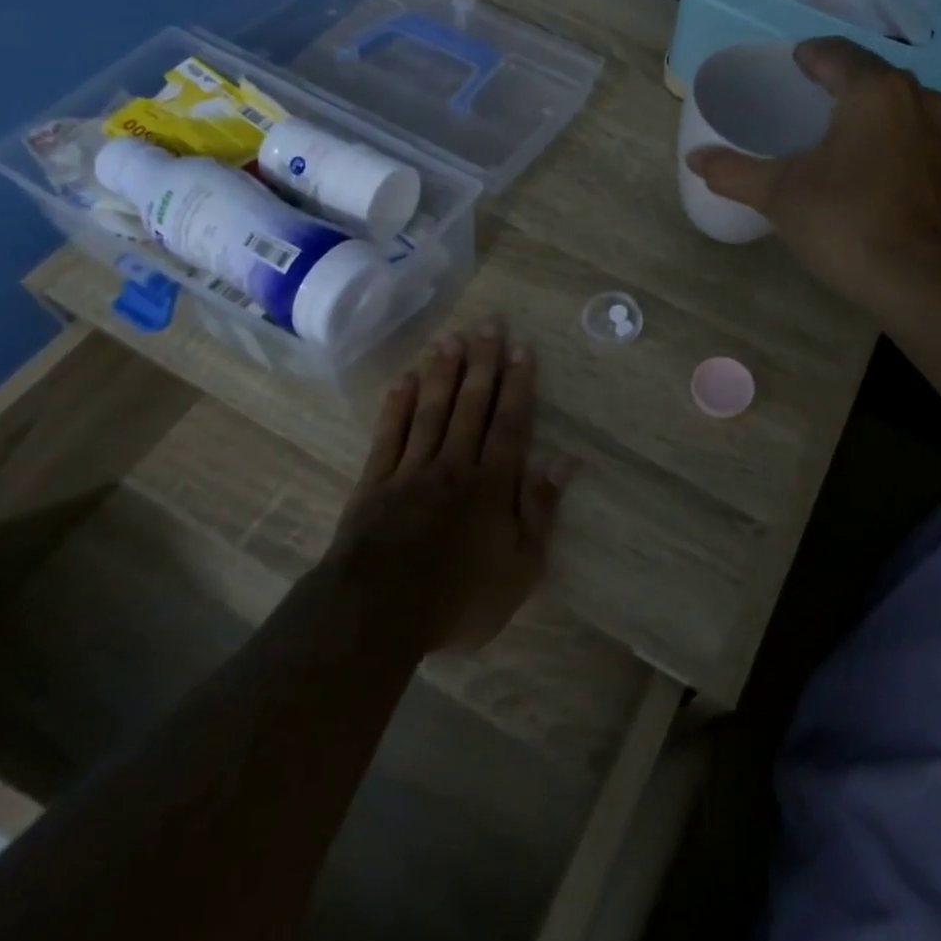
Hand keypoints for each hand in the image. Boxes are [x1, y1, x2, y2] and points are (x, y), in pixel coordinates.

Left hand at [325, 323, 567, 651]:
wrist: (376, 615)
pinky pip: (389, 434)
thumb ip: (541, 511)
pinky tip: (404, 379)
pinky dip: (397, 405)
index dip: (517, 385)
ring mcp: (411, 470)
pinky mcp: (375, 482)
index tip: (522, 349)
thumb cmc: (459, 599)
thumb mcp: (520, 569)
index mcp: (491, 485)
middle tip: (489, 325)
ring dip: (443, 372)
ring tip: (451, 338)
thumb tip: (565, 462)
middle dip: (482, 364)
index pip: (509, 424)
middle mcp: (453, 465)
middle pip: (470, 406)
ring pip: (431, 410)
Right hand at [685, 37, 940, 309]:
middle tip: (798, 97)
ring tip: (828, 124)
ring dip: (862, 103)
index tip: (784, 68)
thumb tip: (693, 158)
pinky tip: (858, 157)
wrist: (915, 281)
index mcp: (872, 90)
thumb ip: (734, 172)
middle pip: (867, 71)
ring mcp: (935, 131)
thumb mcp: (779, 195)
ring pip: (892, 99)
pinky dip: (881, 129)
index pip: (834, 52)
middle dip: (834, 77)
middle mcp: (912, 97)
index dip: (806, 56)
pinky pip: (906, 127)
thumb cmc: (845, 223)